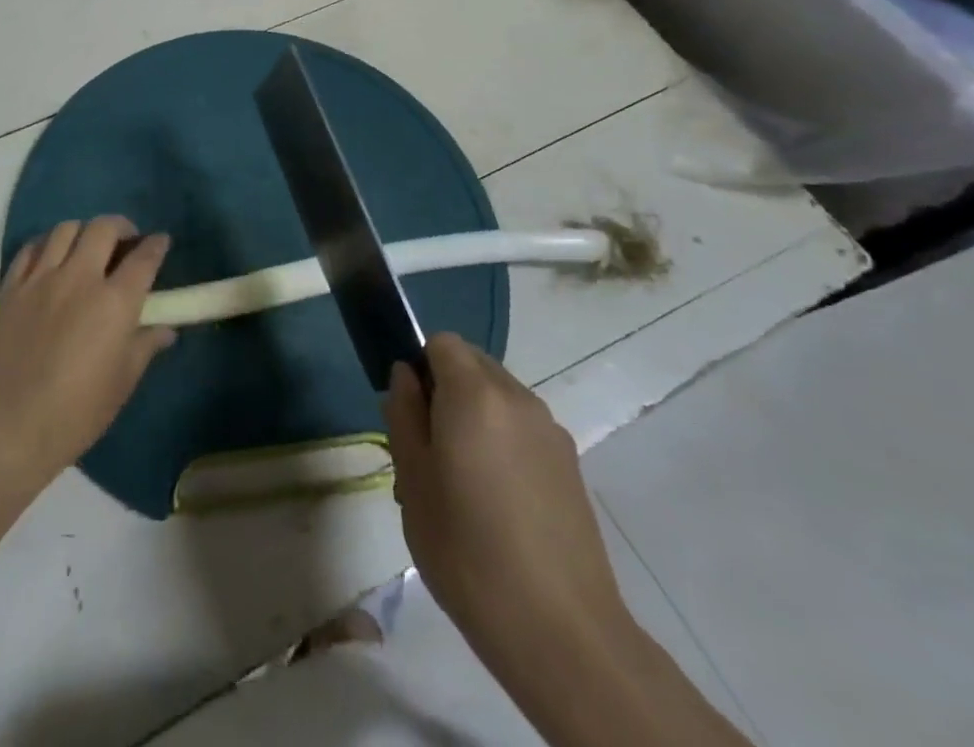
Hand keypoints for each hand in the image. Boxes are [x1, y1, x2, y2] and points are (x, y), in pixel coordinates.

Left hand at [0, 216, 174, 491]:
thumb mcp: (121, 384)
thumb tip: (165, 329)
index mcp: (115, 302)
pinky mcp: (11, 287)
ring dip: (84, 231)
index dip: (156, 245)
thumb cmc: (74, 414)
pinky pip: (31, 248)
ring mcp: (41, 278)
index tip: (160, 241)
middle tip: (126, 240)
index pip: (144, 258)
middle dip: (121, 226)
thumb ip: (145, 347)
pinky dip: (47, 243)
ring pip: (66, 229)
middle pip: (104, 228)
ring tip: (87, 246)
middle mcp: (80, 277)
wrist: (4, 428)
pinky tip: (51, 257)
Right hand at [382, 334, 631, 674]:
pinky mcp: (570, 464)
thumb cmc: (467, 552)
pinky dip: (502, 441)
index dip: (420, 366)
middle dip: (446, 388)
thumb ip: (403, 414)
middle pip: (473, 364)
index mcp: (475, 394)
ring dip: (474, 415)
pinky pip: (522, 427)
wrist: (562, 633)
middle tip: (429, 448)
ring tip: (461, 482)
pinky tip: (497, 502)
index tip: (410, 412)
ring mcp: (550, 430)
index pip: (441, 341)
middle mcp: (517, 397)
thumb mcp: (412, 480)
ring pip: (498, 396)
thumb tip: (406, 376)